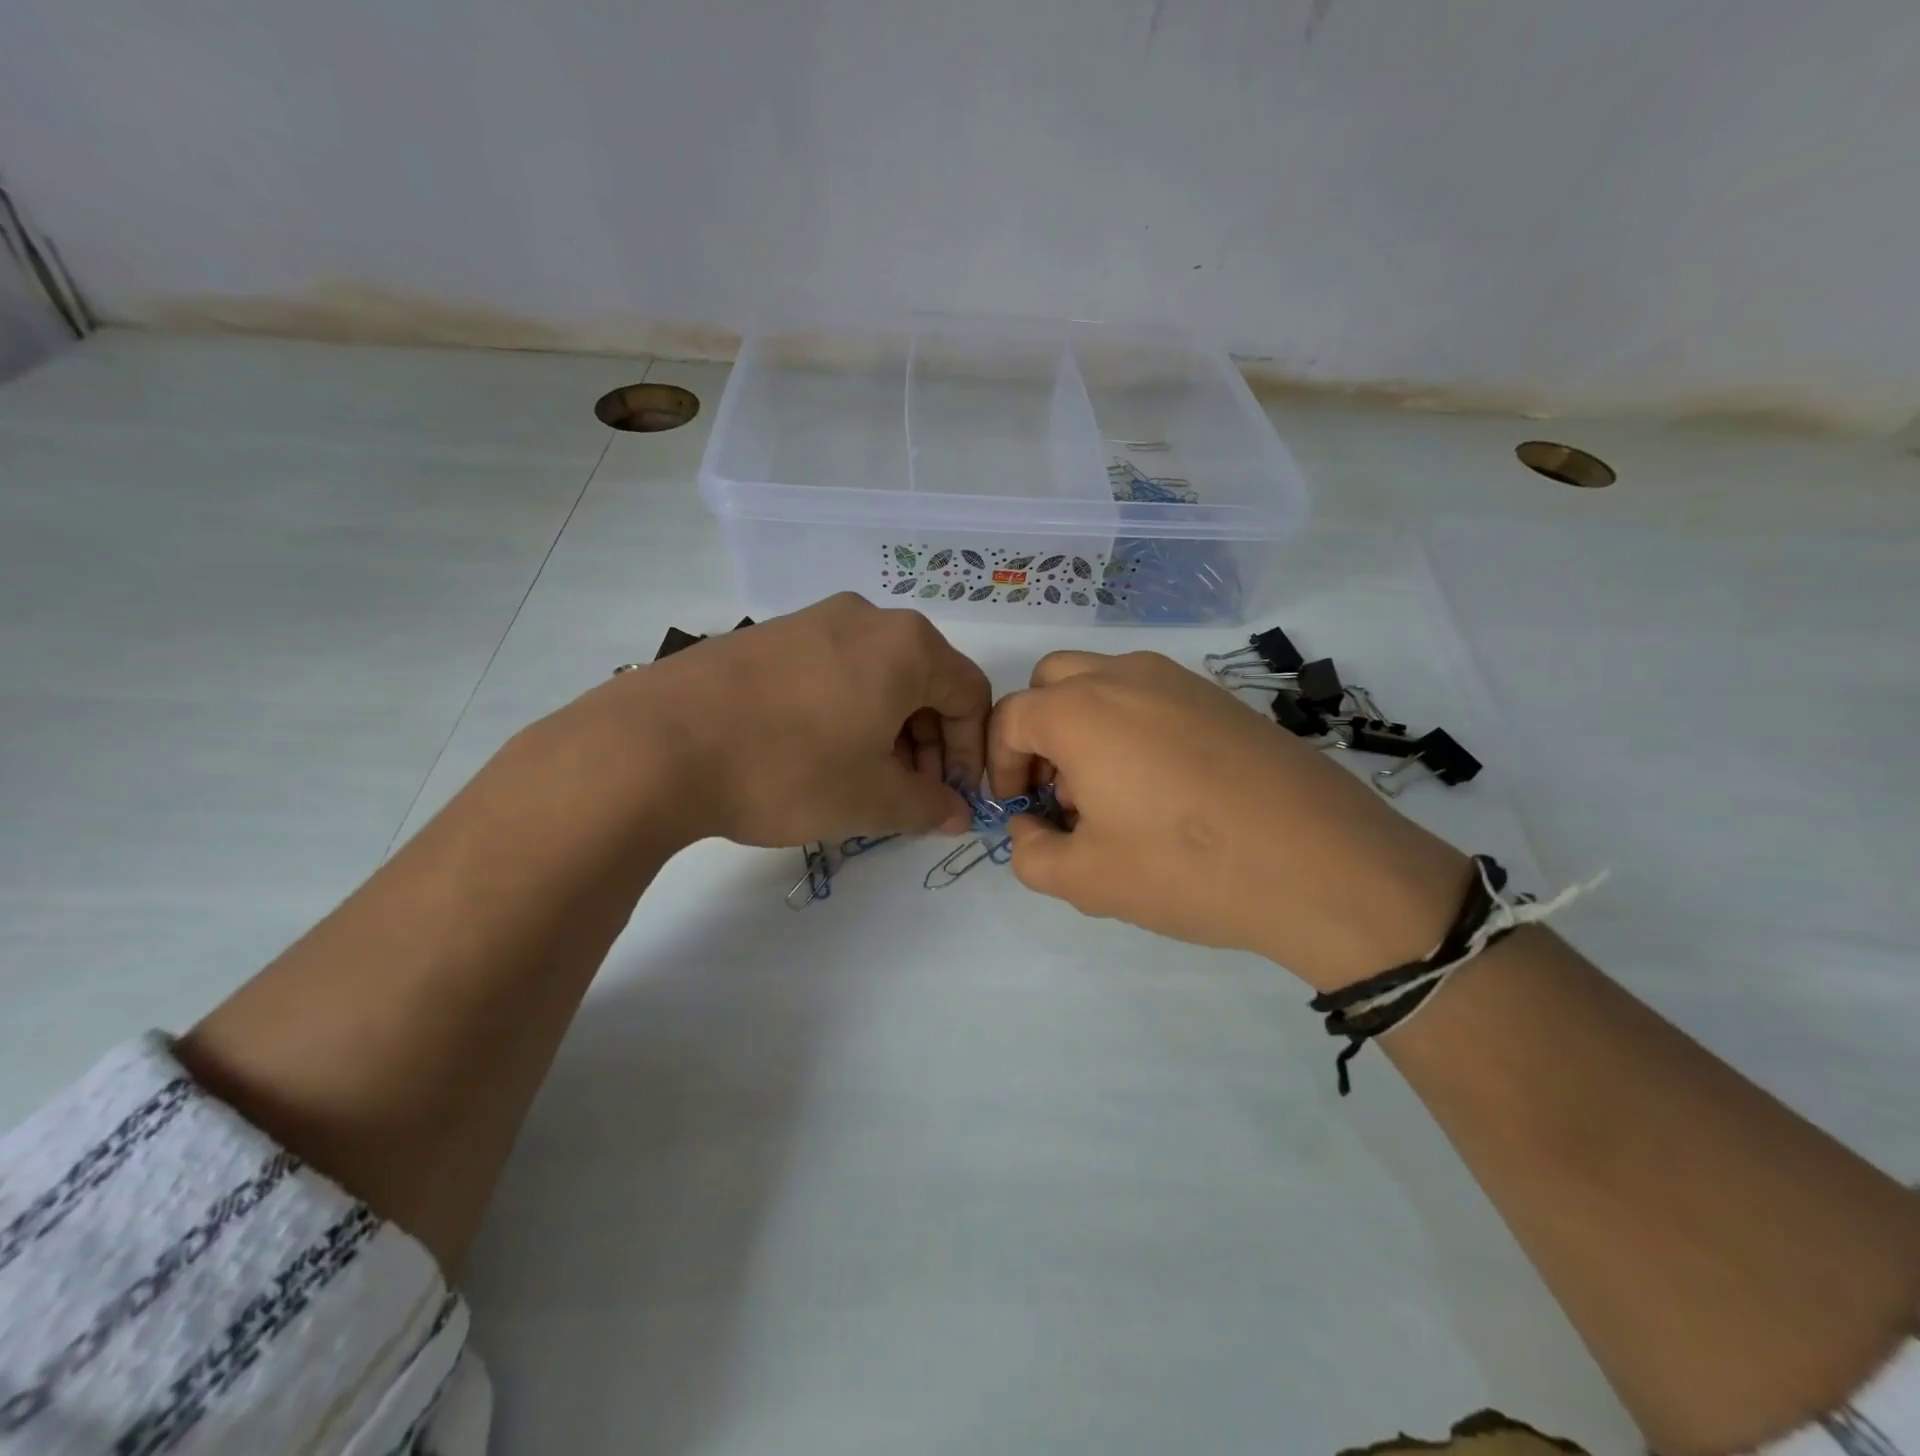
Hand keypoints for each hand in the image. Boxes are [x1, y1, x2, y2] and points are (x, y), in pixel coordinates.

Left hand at [546, 594, 989, 848]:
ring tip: (862, 780)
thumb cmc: (790, 768)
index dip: (972, 753)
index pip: (970, 695)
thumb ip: (929, 806)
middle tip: (908, 795)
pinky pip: (831, 671)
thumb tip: (957, 814)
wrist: (657, 744)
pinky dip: (844, 713)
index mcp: (907, 646)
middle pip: (924, 681)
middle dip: (928, 744)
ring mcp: (810, 620)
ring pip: (876, 676)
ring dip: (886, 731)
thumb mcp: (873, 800)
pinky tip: (815, 754)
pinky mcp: (766, 636)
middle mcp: (865, 618)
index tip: (952, 798)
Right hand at [987, 651, 1471, 989]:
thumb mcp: (1086, 879)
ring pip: (1104, 682)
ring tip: (1110, 792)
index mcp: (1080, 710)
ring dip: (1084, 724)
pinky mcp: (1222, 697)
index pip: (1010, 718)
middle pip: (1052, 682)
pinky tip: (1164, 786)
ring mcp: (1179, 680)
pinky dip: (1131, 725)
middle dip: (1038, 732)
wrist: (1322, 863)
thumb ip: (1031, 854)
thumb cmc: (1186, 868)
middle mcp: (1124, 676)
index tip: (1019, 811)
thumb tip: (1030, 828)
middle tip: (1057, 791)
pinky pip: (1152, 696)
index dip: (1000, 766)